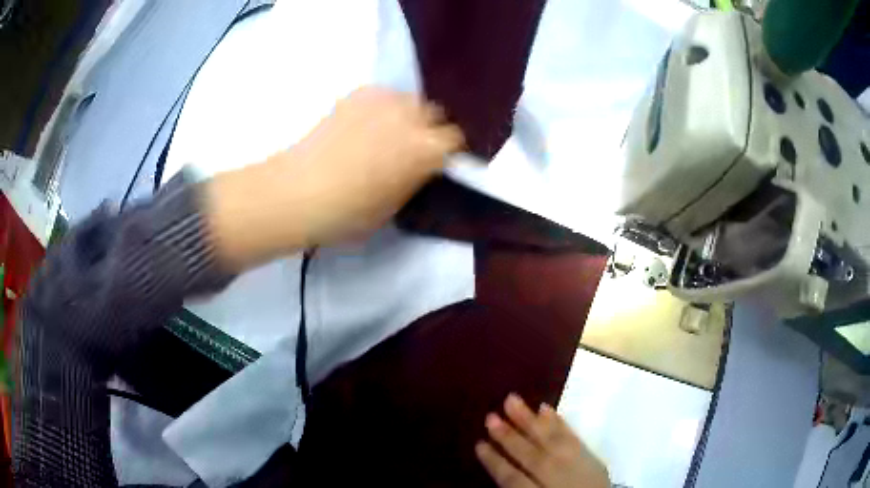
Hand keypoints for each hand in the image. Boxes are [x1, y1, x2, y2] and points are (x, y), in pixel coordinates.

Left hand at [206, 86, 463, 270]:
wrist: (298, 192)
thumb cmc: (348, 213)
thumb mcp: (395, 206)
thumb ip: (415, 179)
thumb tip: (420, 167)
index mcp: (427, 149)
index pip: (455, 139)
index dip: (446, 152)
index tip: (434, 162)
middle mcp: (412, 117)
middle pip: (435, 114)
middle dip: (428, 130)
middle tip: (408, 148)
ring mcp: (383, 101)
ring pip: (409, 101)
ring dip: (405, 115)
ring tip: (384, 132)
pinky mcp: (357, 95)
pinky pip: (382, 96)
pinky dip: (380, 108)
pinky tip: (362, 124)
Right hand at [476, 394, 609, 487]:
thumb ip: (520, 487)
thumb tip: (500, 470)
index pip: (513, 479)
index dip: (495, 462)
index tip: (478, 444)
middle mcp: (558, 477)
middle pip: (532, 456)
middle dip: (510, 437)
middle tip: (490, 416)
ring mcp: (577, 464)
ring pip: (552, 441)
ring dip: (531, 420)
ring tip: (512, 399)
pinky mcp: (591, 455)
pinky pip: (574, 438)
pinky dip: (560, 423)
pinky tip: (546, 408)